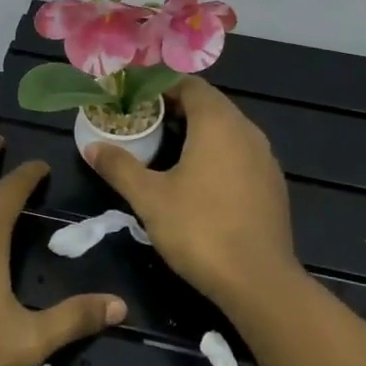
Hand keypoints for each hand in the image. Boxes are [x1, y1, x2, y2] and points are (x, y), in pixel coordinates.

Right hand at [84, 78, 303, 311]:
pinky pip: (241, 153)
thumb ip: (120, 167)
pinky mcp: (273, 183)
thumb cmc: (200, 230)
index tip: (134, 99)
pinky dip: (218, 153)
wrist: (259, 281)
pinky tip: (199, 179)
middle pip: (210, 104)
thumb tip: (92, 147)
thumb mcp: (150, 198)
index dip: (160, 86)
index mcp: (218, 123)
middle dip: (176, 108)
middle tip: (144, 122)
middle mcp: (247, 130)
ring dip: (198, 131)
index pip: (189, 84)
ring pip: (227, 129)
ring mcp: (265, 157)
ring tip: (166, 149)